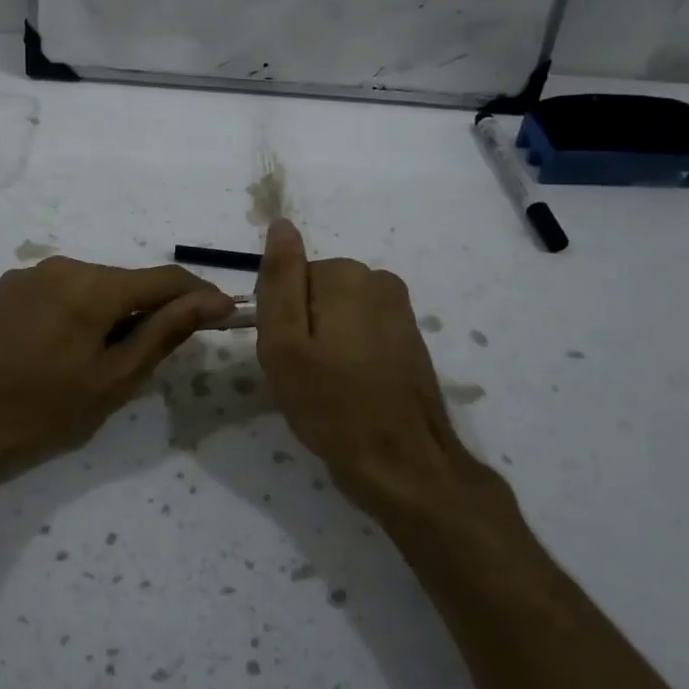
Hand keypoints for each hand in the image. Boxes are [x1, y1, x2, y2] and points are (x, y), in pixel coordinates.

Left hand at [0, 257, 233, 486]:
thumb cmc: (40, 408)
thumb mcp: (112, 378)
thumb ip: (163, 332)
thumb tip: (211, 301)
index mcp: (92, 286)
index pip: (163, 278)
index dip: (198, 295)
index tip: (223, 314)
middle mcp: (62, 266)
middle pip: (126, 281)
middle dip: (148, 311)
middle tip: (147, 361)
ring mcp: (30, 274)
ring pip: (92, 287)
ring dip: (111, 314)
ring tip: (97, 363)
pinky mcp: (8, 289)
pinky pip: (61, 292)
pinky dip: (79, 313)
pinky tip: (61, 352)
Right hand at [254, 219, 478, 508]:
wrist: (403, 464)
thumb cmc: (332, 405)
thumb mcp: (285, 343)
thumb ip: (279, 279)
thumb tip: (281, 224)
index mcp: (346, 275)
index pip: (288, 278)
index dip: (278, 319)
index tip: (286, 356)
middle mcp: (379, 280)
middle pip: (313, 292)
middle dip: (302, 329)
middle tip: (303, 376)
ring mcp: (399, 310)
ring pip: (335, 313)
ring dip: (324, 344)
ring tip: (327, 387)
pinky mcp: (410, 337)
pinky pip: (360, 331)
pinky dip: (349, 354)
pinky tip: (351, 389)